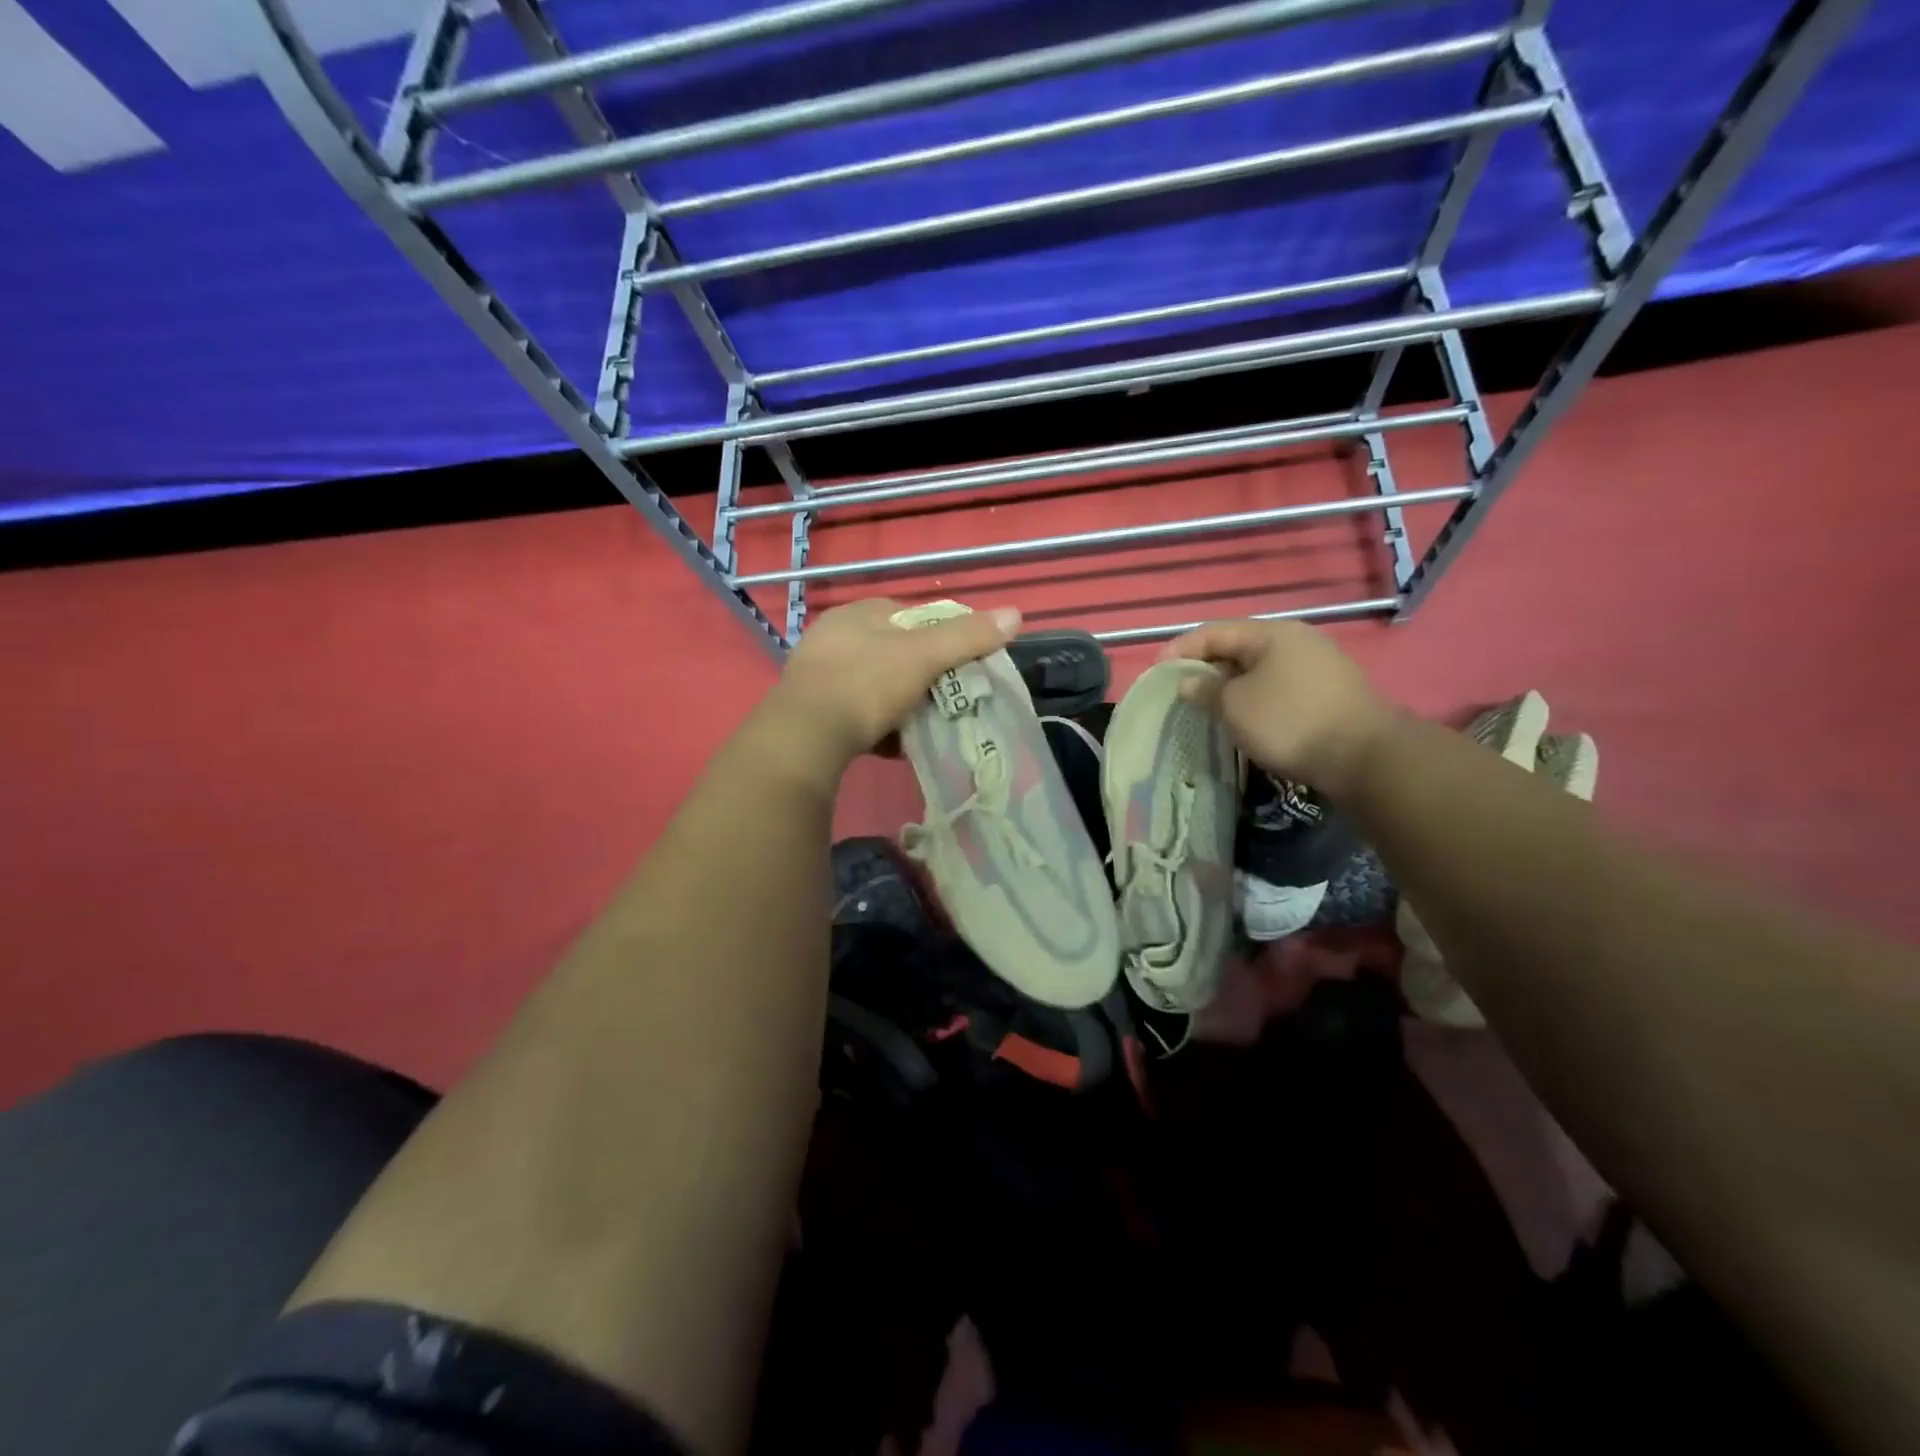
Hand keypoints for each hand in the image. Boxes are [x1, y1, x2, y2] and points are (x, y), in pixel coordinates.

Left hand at [769, 597, 1022, 770]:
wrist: (805, 738)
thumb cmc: (866, 684)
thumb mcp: (924, 656)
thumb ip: (967, 636)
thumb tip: (1016, 613)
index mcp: (858, 613)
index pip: (911, 615)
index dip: (941, 638)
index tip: (960, 665)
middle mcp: (834, 637)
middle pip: (894, 654)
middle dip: (921, 678)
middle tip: (944, 700)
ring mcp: (819, 674)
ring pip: (876, 687)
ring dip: (900, 707)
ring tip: (922, 727)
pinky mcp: (811, 712)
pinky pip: (857, 715)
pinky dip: (878, 729)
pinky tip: (893, 746)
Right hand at [1161, 619, 1399, 796]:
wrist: (1365, 756)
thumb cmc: (1289, 722)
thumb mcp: (1235, 706)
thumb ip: (1206, 690)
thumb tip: (1189, 681)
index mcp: (1271, 633)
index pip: (1213, 631)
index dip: (1181, 649)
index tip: (1156, 671)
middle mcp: (1297, 640)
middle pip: (1239, 647)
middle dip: (1206, 667)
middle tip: (1181, 690)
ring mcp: (1319, 665)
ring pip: (1261, 668)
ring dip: (1231, 684)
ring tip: (1209, 706)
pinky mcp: (1331, 692)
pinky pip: (1279, 686)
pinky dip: (1255, 697)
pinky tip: (1246, 717)